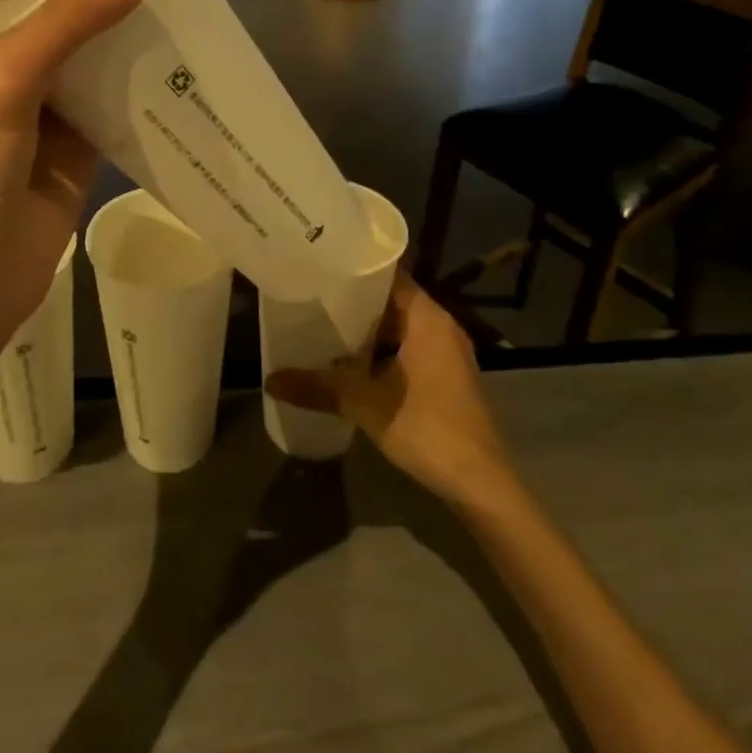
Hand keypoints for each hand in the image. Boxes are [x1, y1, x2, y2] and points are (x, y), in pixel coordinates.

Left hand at [0, 0, 160, 353]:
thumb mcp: (7, 81)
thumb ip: (71, 19)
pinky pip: (116, 104)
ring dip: (130, 34)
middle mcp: (7, 70)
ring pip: (94, 58)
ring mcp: (45, 111)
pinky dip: (144, 86)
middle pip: (63, 15)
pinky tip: (182, 60)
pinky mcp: (78, 149)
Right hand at [265, 274, 511, 505]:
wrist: (481, 484)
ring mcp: (446, 352)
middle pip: (391, 300)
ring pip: (399, 327)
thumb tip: (270, 379)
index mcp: (427, 317)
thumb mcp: (365, 404)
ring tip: (323, 326)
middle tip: (312, 297)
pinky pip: (407, 349)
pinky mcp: (446, 377)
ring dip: (366, 329)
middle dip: (353, 301)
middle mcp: (440, 325)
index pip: (388, 273)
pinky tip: (350, 363)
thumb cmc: (427, 428)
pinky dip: (381, 351)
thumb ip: (318, 386)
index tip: (320, 267)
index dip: (354, 268)